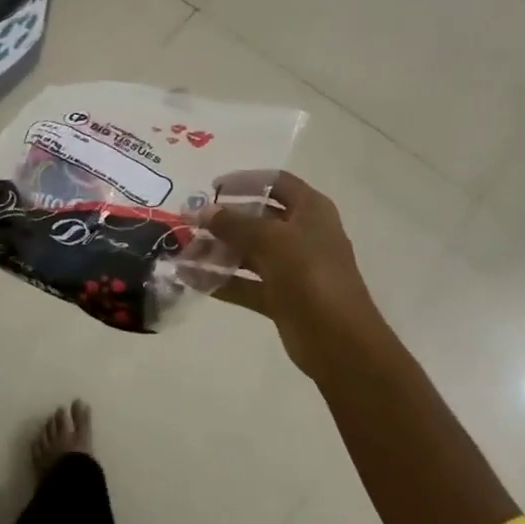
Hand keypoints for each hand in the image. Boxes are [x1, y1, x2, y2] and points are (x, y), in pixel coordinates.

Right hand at [202, 171, 380, 376]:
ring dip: (217, 251)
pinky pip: (246, 282)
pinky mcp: (281, 297)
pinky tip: (191, 279)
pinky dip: (221, 280)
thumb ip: (233, 223)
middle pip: (258, 218)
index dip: (245, 181)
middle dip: (223, 220)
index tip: (213, 187)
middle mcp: (302, 234)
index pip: (276, 183)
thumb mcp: (270, 240)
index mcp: (310, 210)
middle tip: (190, 223)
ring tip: (184, 253)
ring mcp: (292, 267)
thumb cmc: (310, 275)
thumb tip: (203, 211)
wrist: (339, 342)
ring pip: (249, 252)